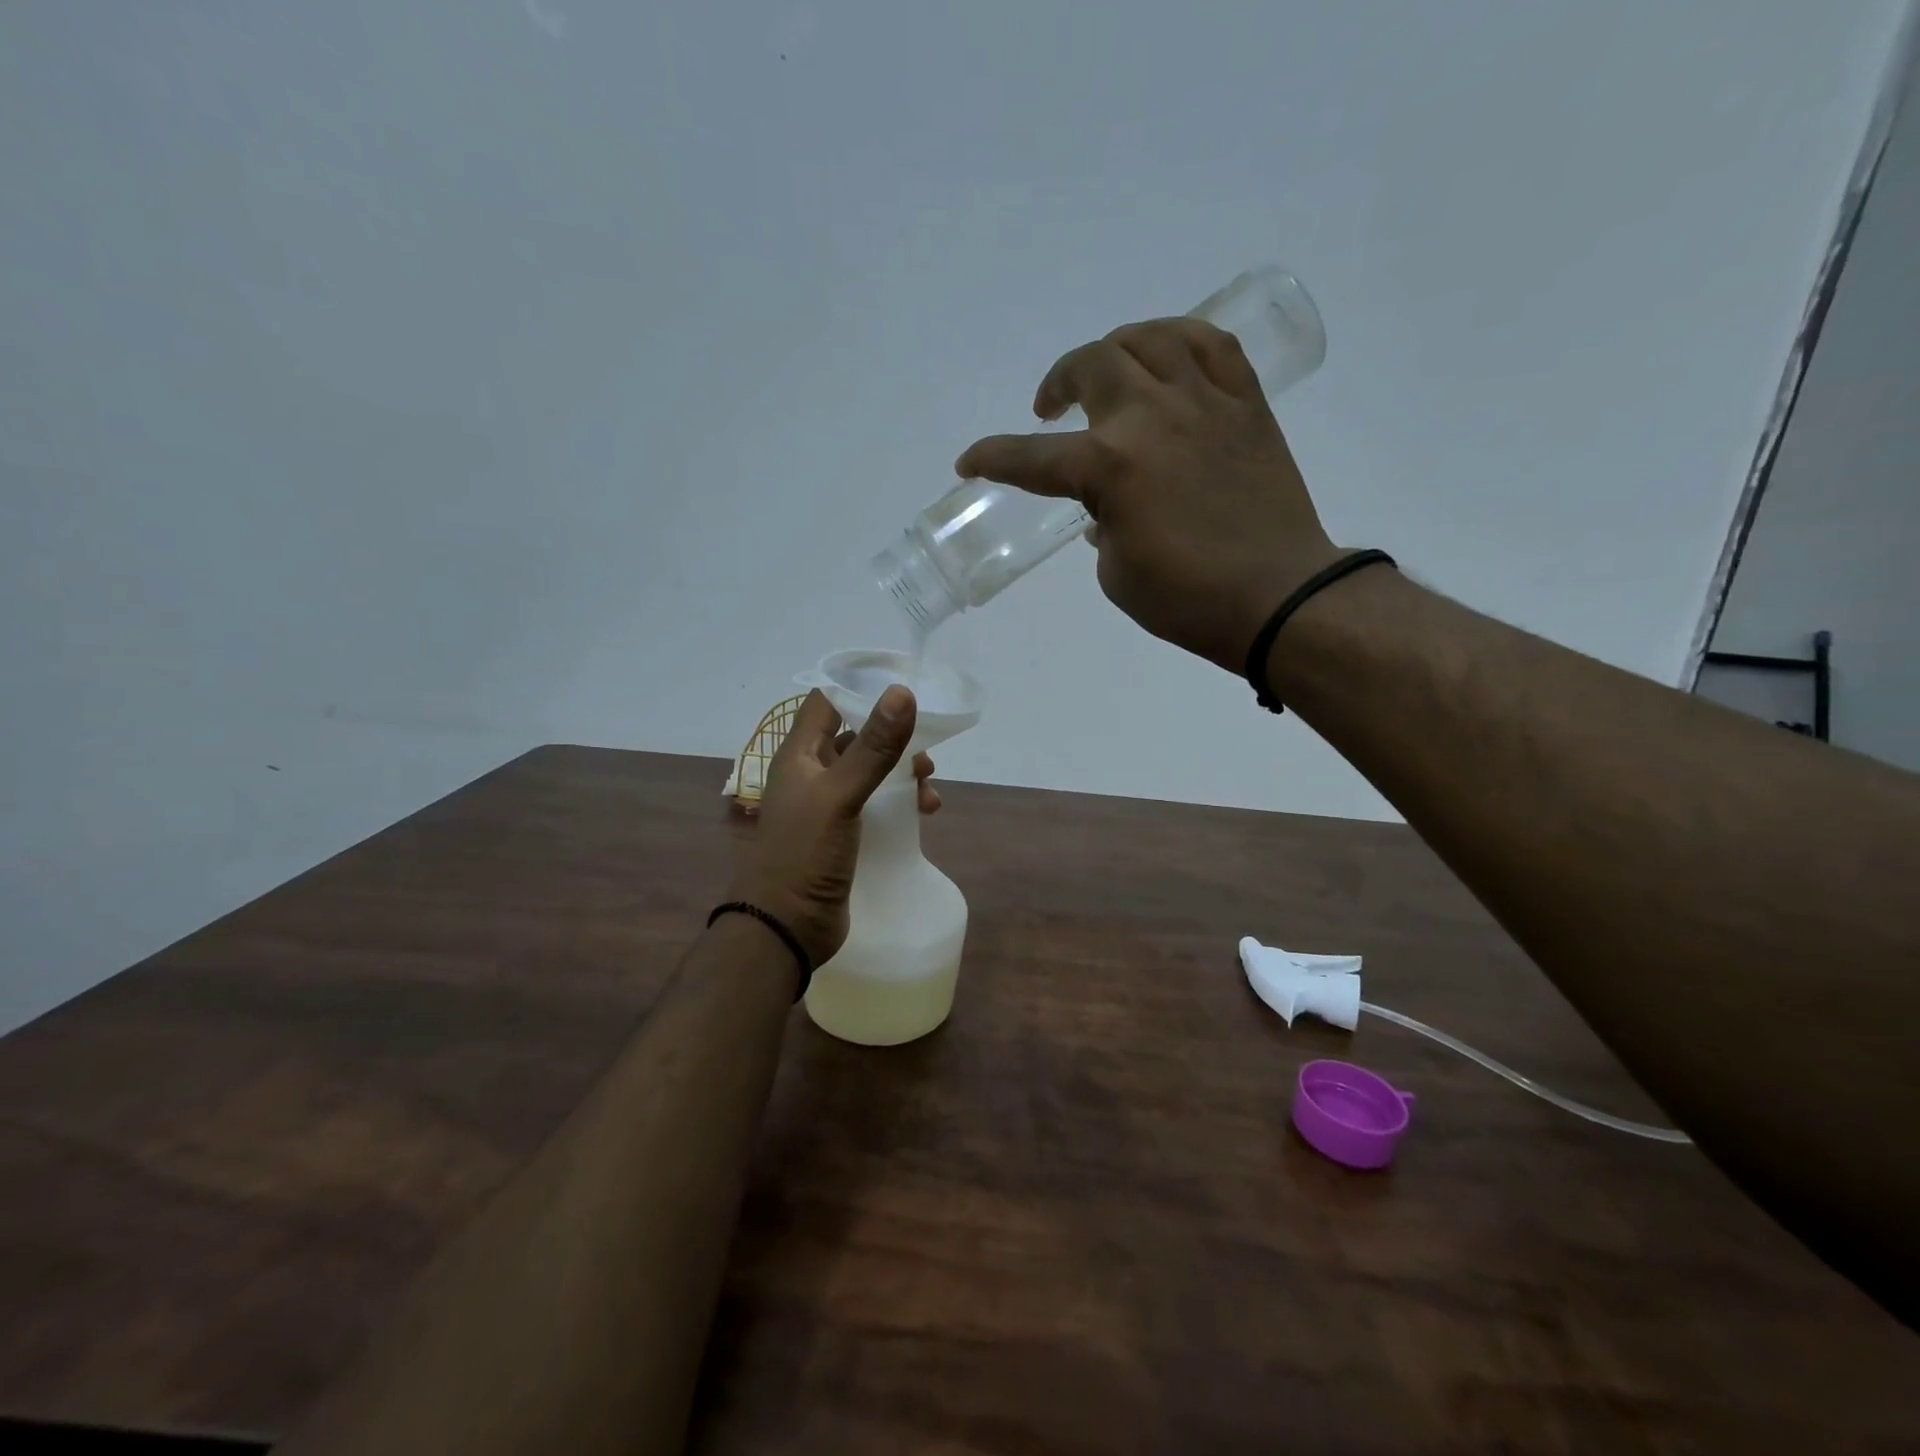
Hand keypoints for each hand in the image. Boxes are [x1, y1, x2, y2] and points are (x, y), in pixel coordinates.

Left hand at [729, 685, 935, 965]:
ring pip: (870, 773)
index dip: (860, 689)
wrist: (786, 927)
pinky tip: (924, 814)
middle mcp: (811, 774)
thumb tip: (902, 693)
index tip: (902, 687)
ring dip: (901, 774)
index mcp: (799, 755)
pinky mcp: (843, 834)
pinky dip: (900, 803)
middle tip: (925, 755)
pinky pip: (876, 805)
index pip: (827, 702)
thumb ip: (873, 747)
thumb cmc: (805, 854)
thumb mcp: (840, 795)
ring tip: (929, 789)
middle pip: (856, 737)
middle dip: (893, 739)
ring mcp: (827, 806)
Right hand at [955, 318, 1341, 672]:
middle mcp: (1150, 417)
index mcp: (1108, 466)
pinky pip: (1211, 346)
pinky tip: (1168, 357)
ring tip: (1108, 372)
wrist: (1277, 596)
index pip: (1032, 457)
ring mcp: (1203, 402)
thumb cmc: (1187, 598)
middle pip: (1090, 365)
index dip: (992, 458)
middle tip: (1051, 409)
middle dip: (1058, 382)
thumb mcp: (1117, 572)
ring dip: (1115, 350)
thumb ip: (1101, 525)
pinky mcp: (1245, 404)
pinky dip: (1179, 341)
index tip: (969, 463)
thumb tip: (1106, 507)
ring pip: (1148, 339)